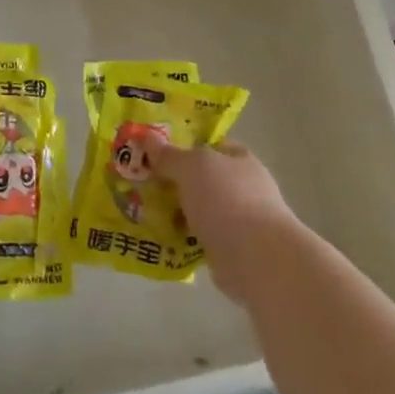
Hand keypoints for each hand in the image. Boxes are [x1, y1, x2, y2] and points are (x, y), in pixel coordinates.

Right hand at [154, 141, 296, 303]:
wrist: (255, 257)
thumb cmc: (226, 199)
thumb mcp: (192, 167)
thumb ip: (169, 154)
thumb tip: (145, 136)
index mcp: (240, 160)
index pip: (211, 146)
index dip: (184, 147)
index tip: (154, 153)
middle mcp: (242, 187)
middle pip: (201, 179)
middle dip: (173, 182)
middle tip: (139, 183)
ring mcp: (238, 220)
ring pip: (197, 210)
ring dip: (174, 212)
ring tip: (140, 212)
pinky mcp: (229, 249)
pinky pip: (197, 237)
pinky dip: (180, 238)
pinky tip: (156, 238)